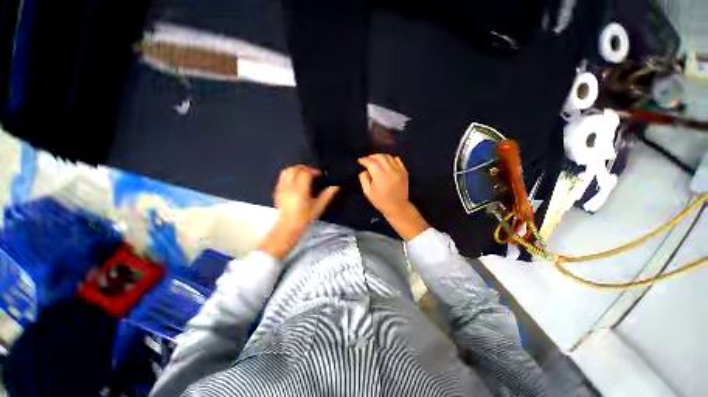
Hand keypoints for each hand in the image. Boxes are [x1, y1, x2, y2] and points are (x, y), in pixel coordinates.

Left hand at [259, 165, 338, 259]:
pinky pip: (282, 177)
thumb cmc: (304, 219)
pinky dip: (290, 174)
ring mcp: (281, 188)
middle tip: (313, 174)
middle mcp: (289, 187)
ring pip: (287, 171)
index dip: (314, 171)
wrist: (287, 227)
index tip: (320, 175)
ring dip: (296, 170)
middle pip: (295, 169)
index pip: (305, 173)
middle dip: (305, 168)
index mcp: (300, 191)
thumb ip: (327, 195)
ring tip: (304, 175)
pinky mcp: (277, 190)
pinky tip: (296, 181)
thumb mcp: (318, 207)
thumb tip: (336, 186)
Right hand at [358, 155, 428, 239]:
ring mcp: (399, 170)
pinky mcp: (404, 172)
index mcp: (380, 176)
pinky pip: (397, 160)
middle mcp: (390, 170)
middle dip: (372, 156)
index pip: (371, 162)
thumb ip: (364, 179)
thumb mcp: (368, 192)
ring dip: (380, 156)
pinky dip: (390, 159)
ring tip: (375, 160)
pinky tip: (386, 162)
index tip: (360, 161)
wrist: (398, 207)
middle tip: (367, 160)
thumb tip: (364, 170)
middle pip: (380, 157)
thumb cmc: (381, 201)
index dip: (364, 160)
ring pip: (389, 157)